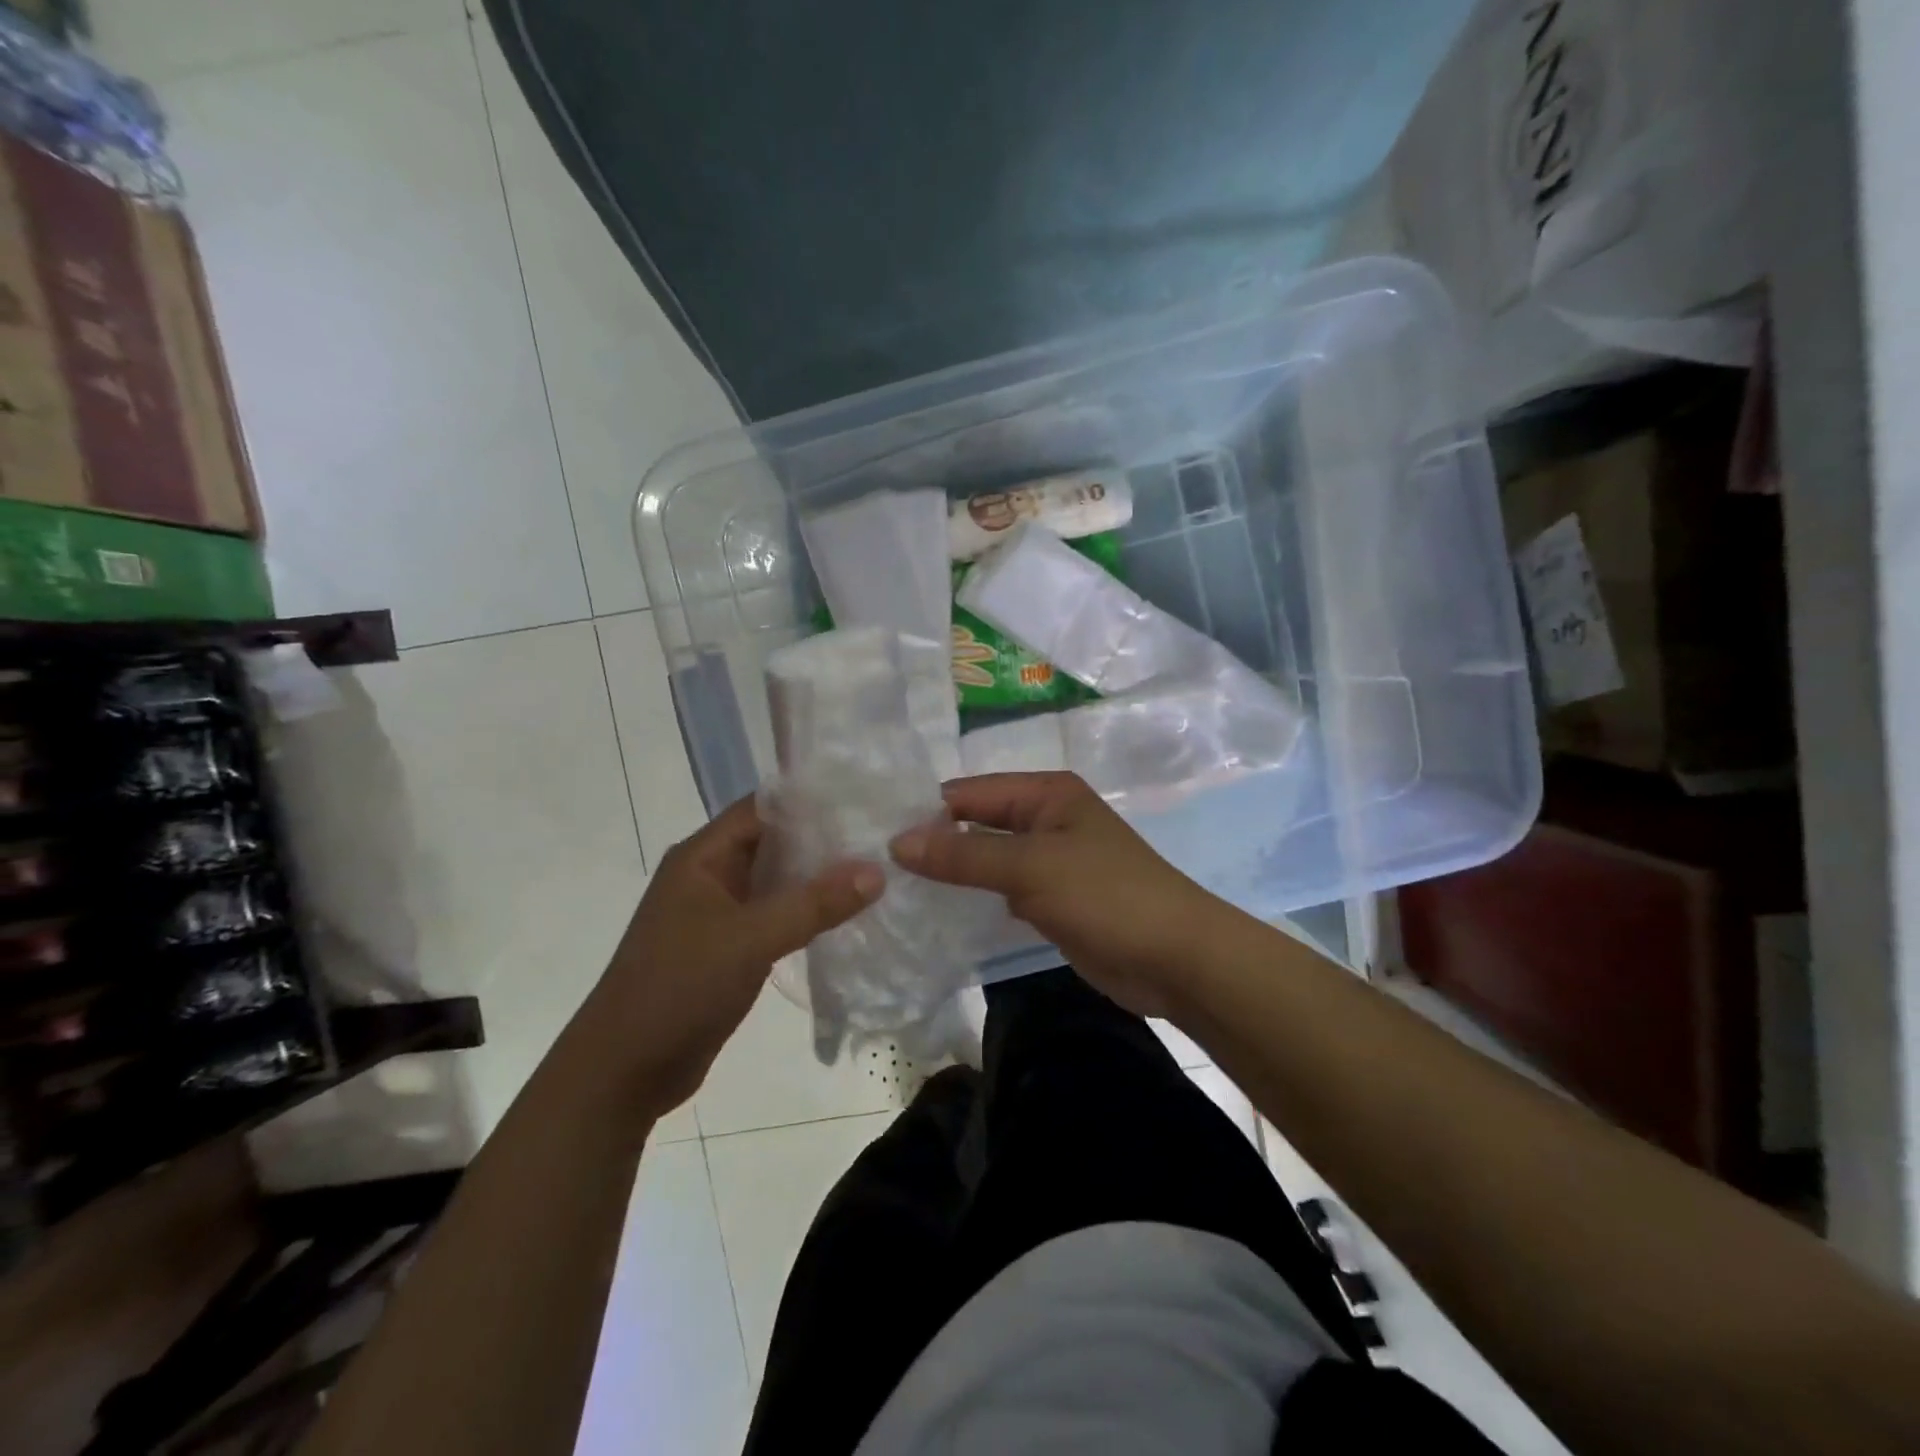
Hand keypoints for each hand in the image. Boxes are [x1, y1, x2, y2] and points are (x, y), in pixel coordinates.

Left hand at [592, 795, 881, 1113]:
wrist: (623, 1072)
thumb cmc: (678, 988)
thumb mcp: (750, 939)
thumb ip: (814, 903)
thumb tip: (877, 870)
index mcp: (702, 856)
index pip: (763, 806)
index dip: (811, 798)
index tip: (864, 797)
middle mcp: (710, 875)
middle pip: (774, 841)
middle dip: (824, 837)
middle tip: (882, 833)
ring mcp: (719, 912)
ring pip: (778, 880)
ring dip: (818, 877)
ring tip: (877, 866)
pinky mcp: (730, 946)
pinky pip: (776, 915)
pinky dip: (808, 911)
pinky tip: (847, 914)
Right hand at [891, 771, 1225, 1017]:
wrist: (1176, 959)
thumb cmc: (1106, 896)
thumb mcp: (1030, 867)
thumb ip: (963, 854)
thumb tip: (896, 841)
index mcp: (1046, 792)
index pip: (969, 792)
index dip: (925, 812)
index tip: (873, 836)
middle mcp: (1045, 818)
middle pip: (977, 823)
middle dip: (934, 842)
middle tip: (874, 866)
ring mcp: (1049, 860)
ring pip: (986, 858)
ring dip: (951, 872)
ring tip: (893, 888)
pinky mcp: (1051, 899)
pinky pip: (1002, 889)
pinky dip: (974, 897)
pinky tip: (936, 911)